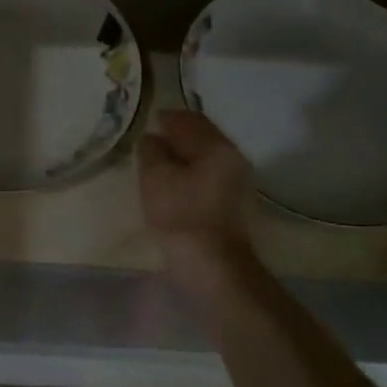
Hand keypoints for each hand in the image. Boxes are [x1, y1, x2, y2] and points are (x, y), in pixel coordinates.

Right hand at [137, 110, 254, 291]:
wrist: (215, 268)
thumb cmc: (181, 217)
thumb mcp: (155, 178)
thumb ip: (151, 151)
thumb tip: (152, 138)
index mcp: (216, 146)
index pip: (188, 119)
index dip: (165, 118)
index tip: (146, 122)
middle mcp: (234, 157)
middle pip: (202, 136)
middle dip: (176, 136)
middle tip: (150, 143)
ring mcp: (239, 181)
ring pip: (207, 157)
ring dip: (184, 156)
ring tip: (159, 165)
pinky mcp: (236, 203)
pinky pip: (210, 175)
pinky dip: (192, 173)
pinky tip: (176, 185)